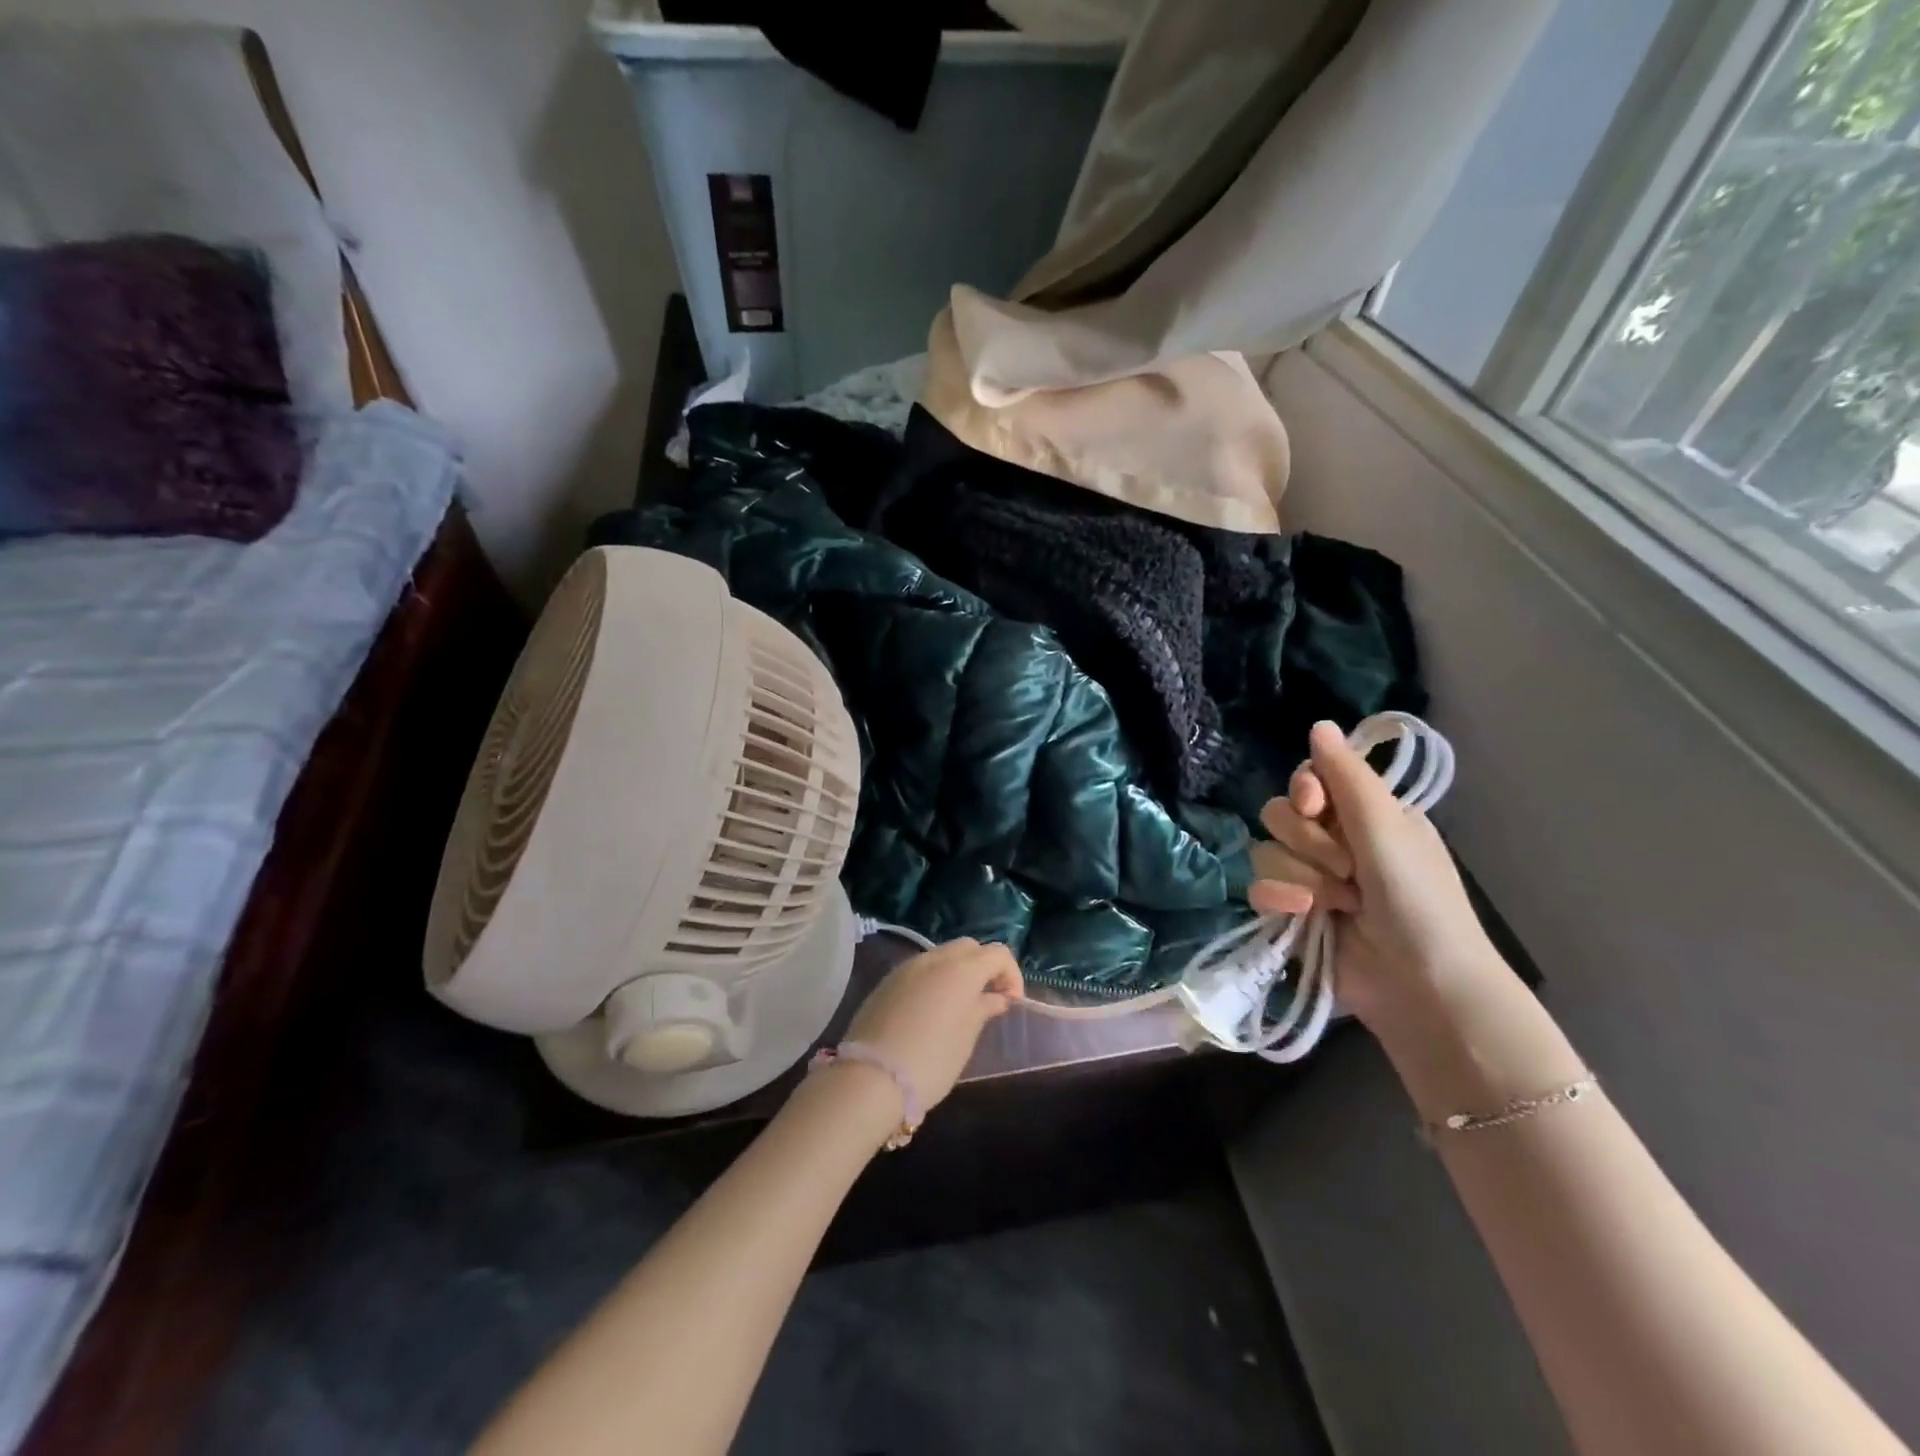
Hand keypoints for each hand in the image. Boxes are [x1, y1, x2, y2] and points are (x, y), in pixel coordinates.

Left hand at [842, 938, 1022, 1112]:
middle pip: (969, 947)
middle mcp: (934, 958)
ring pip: (942, 955)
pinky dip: (934, 980)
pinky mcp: (887, 981)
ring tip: (961, 1005)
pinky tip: (931, 1010)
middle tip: (989, 999)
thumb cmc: (931, 1060)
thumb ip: (983, 1009)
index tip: (1011, 1003)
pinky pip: (920, 969)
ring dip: (958, 972)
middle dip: (984, 967)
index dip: (1011, 974)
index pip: (998, 953)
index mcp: (961, 969)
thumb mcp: (966, 1038)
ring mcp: (907, 967)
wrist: (870, 1078)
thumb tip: (996, 998)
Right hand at [1249, 720, 1508, 1028]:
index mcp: (1363, 816)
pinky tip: (1303, 916)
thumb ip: (1346, 776)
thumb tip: (1318, 723)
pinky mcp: (1290, 913)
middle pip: (1280, 815)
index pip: (1308, 781)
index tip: (1315, 806)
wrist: (1420, 982)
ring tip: (1337, 904)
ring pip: (1266, 852)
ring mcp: (1310, 879)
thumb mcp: (1387, 827)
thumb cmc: (1417, 899)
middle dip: (1308, 844)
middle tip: (1347, 869)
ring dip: (1300, 877)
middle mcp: (1333, 842)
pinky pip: (1258, 888)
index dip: (1304, 791)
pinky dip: (1279, 901)